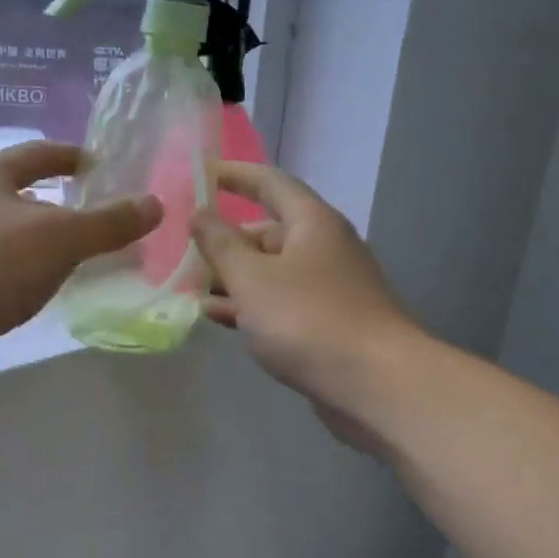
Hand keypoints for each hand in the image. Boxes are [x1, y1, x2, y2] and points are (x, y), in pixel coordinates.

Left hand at [0, 142, 160, 383]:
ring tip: (86, 257)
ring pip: (15, 240)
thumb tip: (155, 205)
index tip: (100, 164)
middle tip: (102, 217)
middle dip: (62, 206)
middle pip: (23, 197)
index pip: (36, 154)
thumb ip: (109, 223)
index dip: (70, 155)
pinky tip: (53, 293)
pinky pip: (6, 275)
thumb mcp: (61, 237)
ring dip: (47, 245)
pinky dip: (33, 278)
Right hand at [191, 163, 419, 448]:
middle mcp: (324, 248)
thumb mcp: (251, 278)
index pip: (270, 183)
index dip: (235, 175)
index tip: (201, 174)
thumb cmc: (307, 319)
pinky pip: (281, 303)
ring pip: (271, 272)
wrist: (375, 383)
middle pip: (268, 232)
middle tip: (183, 250)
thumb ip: (220, 244)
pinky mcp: (328, 323)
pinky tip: (218, 318)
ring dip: (233, 277)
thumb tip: (200, 214)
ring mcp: (328, 288)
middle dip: (226, 240)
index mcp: (312, 222)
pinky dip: (250, 306)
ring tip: (188, 287)